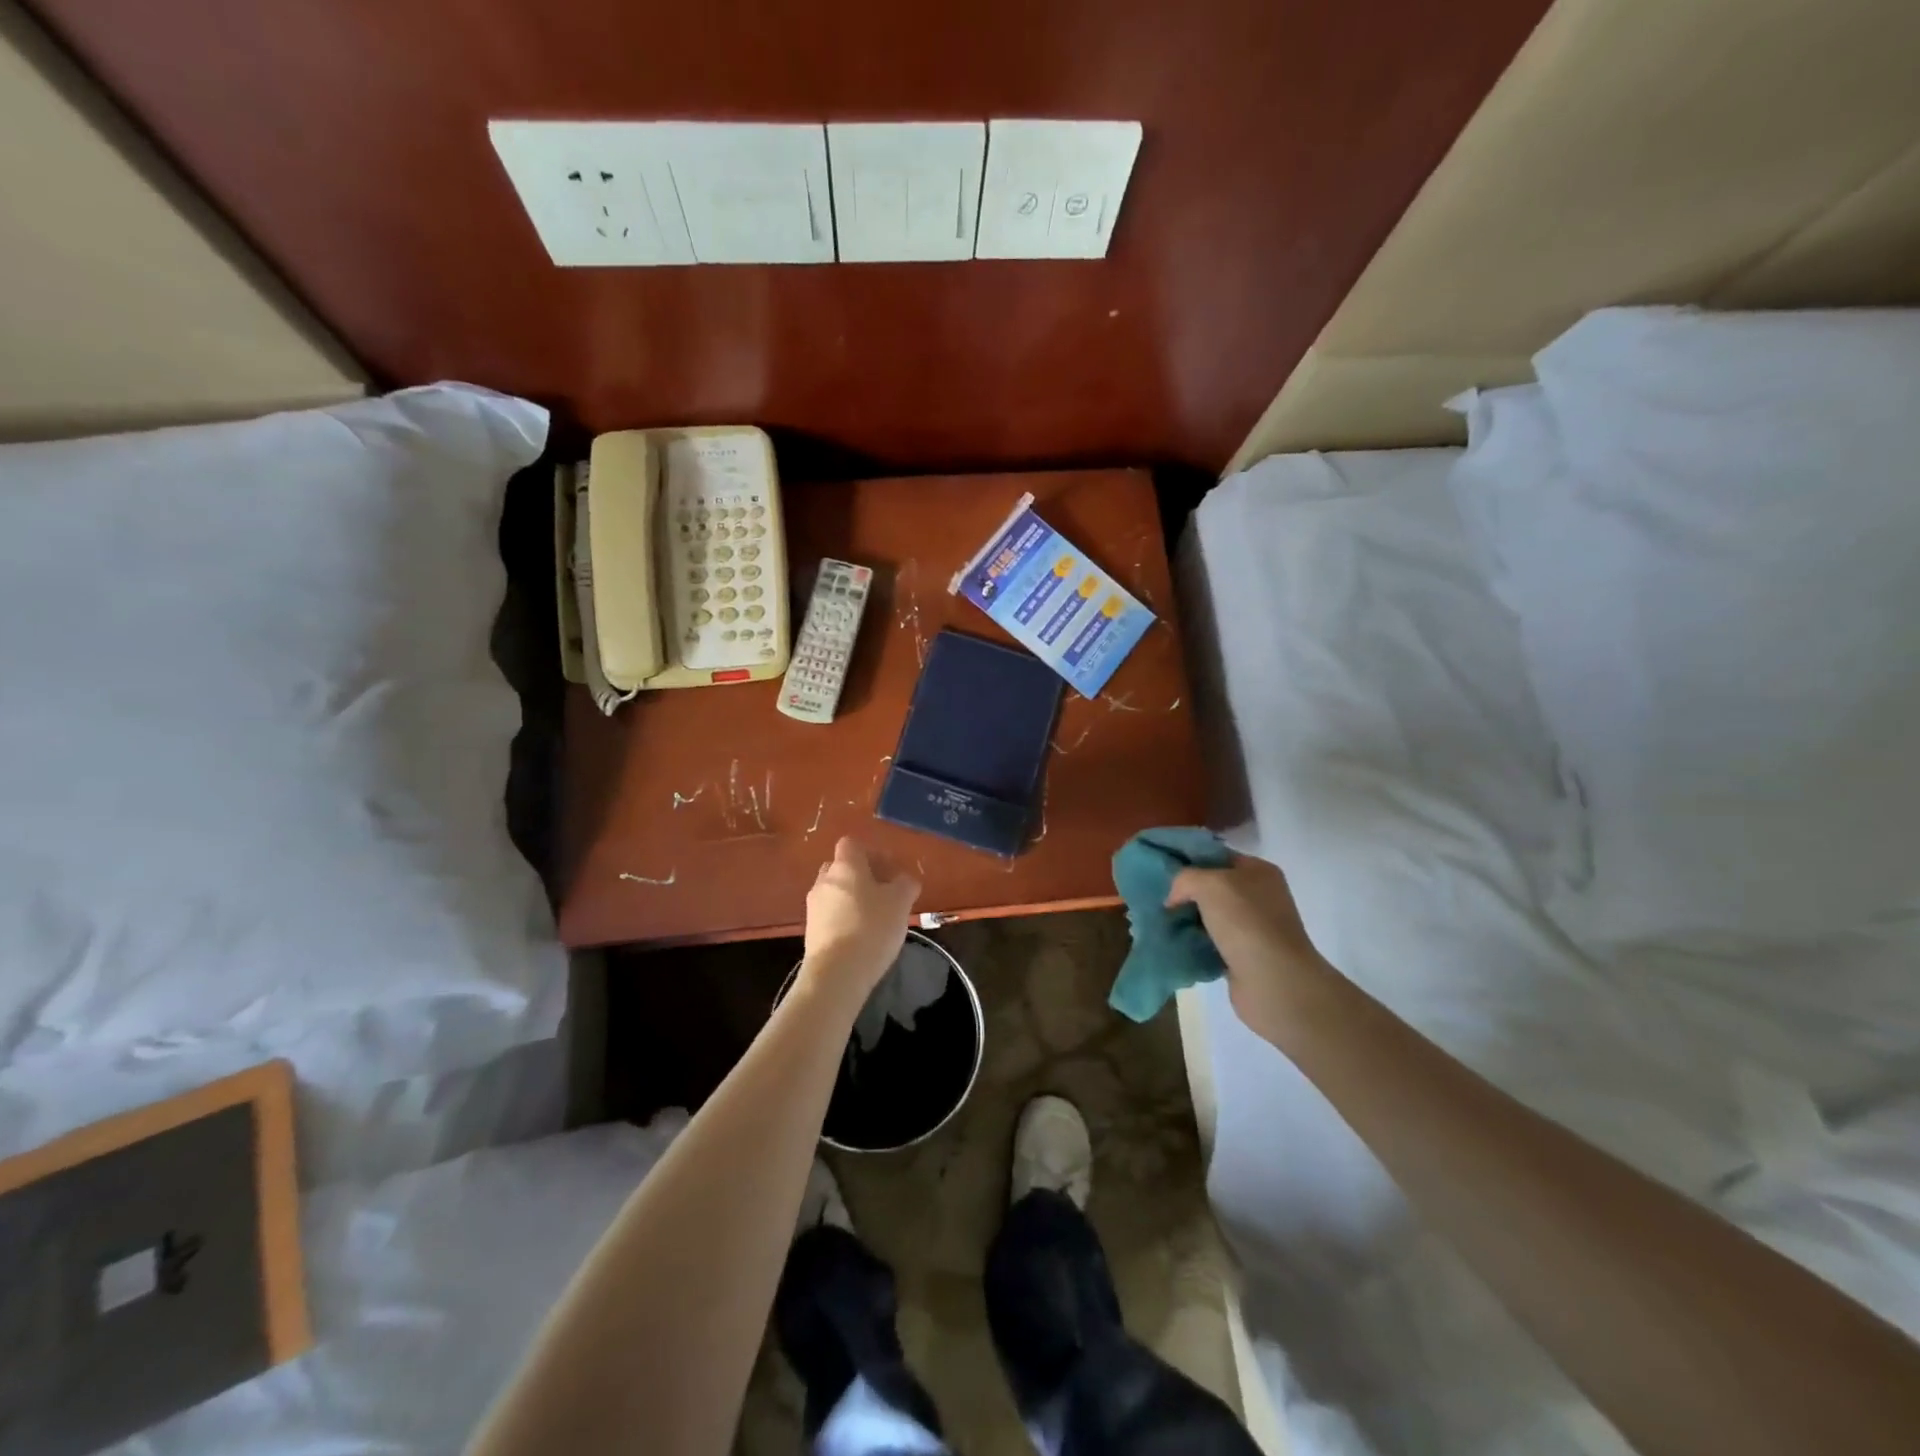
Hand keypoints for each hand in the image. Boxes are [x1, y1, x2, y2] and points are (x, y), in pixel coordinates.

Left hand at [801, 838, 920, 1001]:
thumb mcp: (900, 902)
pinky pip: (830, 916)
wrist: (836, 974)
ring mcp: (813, 907)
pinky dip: (844, 919)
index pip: (852, 844)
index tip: (890, 871)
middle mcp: (824, 880)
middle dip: (862, 877)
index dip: (872, 853)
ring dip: (853, 900)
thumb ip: (905, 884)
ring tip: (875, 919)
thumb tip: (905, 879)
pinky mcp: (810, 932)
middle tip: (884, 894)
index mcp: (845, 866)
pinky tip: (861, 937)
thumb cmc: (872, 928)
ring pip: (836, 893)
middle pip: (842, 868)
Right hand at [1167, 855, 1332, 1042]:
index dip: (1189, 859)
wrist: (1273, 981)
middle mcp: (1259, 896)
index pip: (1217, 856)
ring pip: (1209, 916)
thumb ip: (1185, 879)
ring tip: (1160, 921)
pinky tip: (1174, 943)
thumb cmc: (1245, 922)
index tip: (1162, 868)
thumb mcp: (1209, 884)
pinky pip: (1210, 942)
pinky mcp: (1243, 955)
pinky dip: (1194, 943)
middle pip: (1212, 886)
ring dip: (1187, 919)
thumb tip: (1173, 898)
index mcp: (1258, 871)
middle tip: (1158, 897)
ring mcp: (1253, 927)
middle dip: (1185, 892)